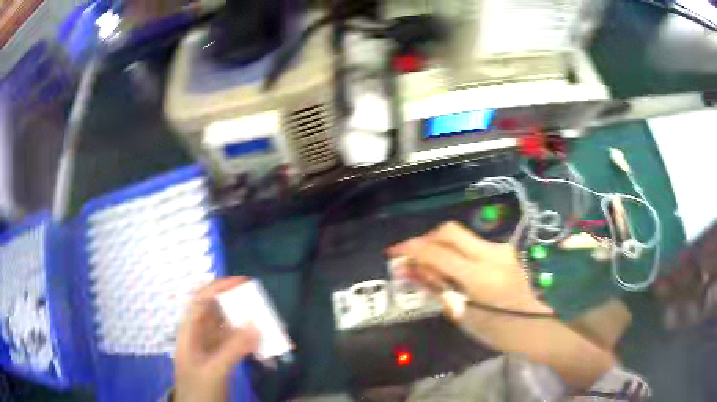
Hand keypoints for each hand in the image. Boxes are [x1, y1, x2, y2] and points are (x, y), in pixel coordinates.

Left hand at [174, 278, 259, 401]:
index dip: (219, 287)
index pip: (202, 300)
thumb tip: (256, 324)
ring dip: (247, 323)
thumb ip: (233, 349)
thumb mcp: (214, 371)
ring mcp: (211, 346)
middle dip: (238, 304)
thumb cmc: (198, 390)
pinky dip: (250, 341)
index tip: (243, 283)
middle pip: (218, 310)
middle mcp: (200, 334)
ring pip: (230, 327)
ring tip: (269, 323)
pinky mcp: (222, 357)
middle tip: (261, 304)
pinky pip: (237, 343)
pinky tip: (264, 343)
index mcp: (190, 331)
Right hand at [388, 222, 614, 389]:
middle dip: (426, 239)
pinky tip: (450, 267)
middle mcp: (492, 254)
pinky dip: (455, 250)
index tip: (393, 253)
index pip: (439, 253)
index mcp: (481, 275)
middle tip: (411, 256)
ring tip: (428, 264)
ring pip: (461, 234)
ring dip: (440, 244)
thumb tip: (409, 270)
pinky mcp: (504, 250)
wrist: (534, 325)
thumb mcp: (462, 313)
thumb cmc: (497, 329)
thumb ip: (436, 287)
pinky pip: (472, 243)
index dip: (412, 249)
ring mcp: (500, 249)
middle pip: (450, 230)